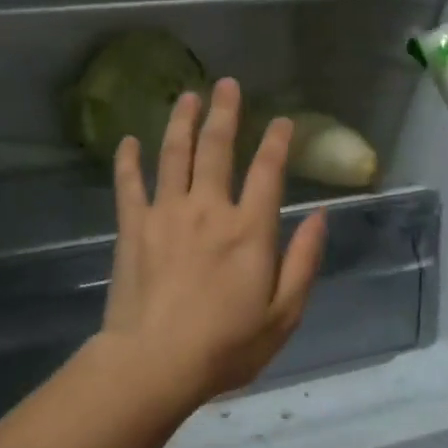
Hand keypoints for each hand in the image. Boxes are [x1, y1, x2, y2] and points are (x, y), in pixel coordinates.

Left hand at [100, 77, 327, 408]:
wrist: (155, 363)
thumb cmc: (226, 346)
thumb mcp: (283, 314)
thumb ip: (304, 262)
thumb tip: (319, 217)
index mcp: (250, 230)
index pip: (268, 172)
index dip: (277, 142)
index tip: (282, 121)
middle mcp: (208, 209)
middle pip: (217, 149)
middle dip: (225, 113)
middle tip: (226, 84)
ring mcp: (166, 214)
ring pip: (173, 156)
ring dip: (181, 122)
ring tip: (186, 96)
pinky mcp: (133, 229)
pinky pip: (129, 185)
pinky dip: (128, 161)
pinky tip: (128, 141)